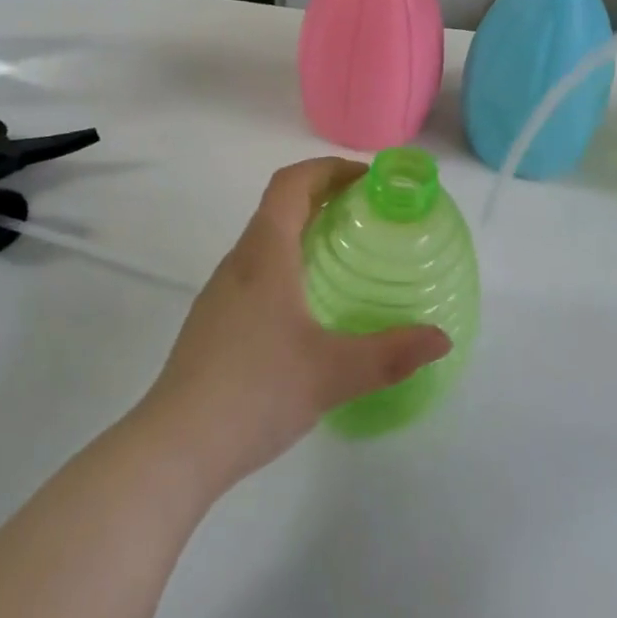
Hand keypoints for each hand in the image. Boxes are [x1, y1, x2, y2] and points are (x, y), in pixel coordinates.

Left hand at [133, 158, 451, 494]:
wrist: (174, 448)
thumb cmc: (256, 392)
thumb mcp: (334, 373)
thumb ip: (392, 354)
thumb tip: (442, 340)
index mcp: (265, 255)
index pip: (291, 183)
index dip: (329, 169)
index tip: (367, 179)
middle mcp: (239, 262)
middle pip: (278, 206)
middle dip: (323, 196)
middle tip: (367, 213)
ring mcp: (220, 293)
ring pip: (264, 240)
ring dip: (303, 230)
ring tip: (344, 255)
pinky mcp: (212, 322)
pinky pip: (255, 271)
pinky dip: (287, 263)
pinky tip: (308, 307)